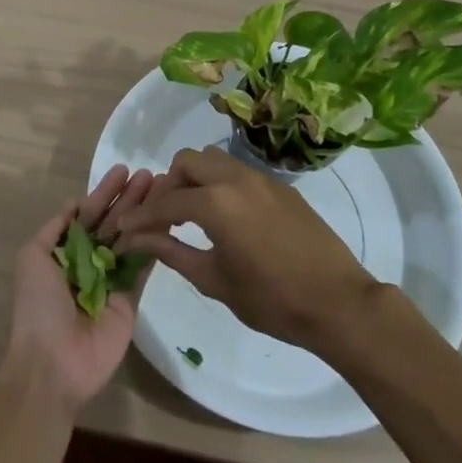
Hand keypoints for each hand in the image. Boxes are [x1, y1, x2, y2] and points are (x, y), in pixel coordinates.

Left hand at [5, 164, 156, 414]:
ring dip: (145, 213)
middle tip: (150, 174)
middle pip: (112, 222)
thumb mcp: (32, 258)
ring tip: (163, 188)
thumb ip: (55, 229)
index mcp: (64, 252)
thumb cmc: (37, 306)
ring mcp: (111, 280)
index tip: (123, 170)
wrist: (52, 363)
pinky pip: (143, 266)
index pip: (87, 214)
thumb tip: (75, 203)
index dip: (104, 192)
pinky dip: (155, 242)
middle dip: (129, 197)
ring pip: (131, 238)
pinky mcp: (130, 299)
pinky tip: (167, 218)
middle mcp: (88, 262)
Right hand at [110, 146, 375, 349]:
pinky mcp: (280, 186)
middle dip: (169, 185)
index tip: (124, 228)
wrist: (337, 302)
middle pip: (188, 161)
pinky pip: (239, 172)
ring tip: (194, 214)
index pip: (166, 202)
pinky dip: (221, 185)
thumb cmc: (271, 299)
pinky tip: (227, 218)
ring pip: (215, 160)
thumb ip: (173, 253)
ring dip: (196, 179)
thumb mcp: (214, 280)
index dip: (141, 216)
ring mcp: (261, 178)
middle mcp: (235, 179)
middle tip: (164, 217)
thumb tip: (139, 240)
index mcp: (216, 203)